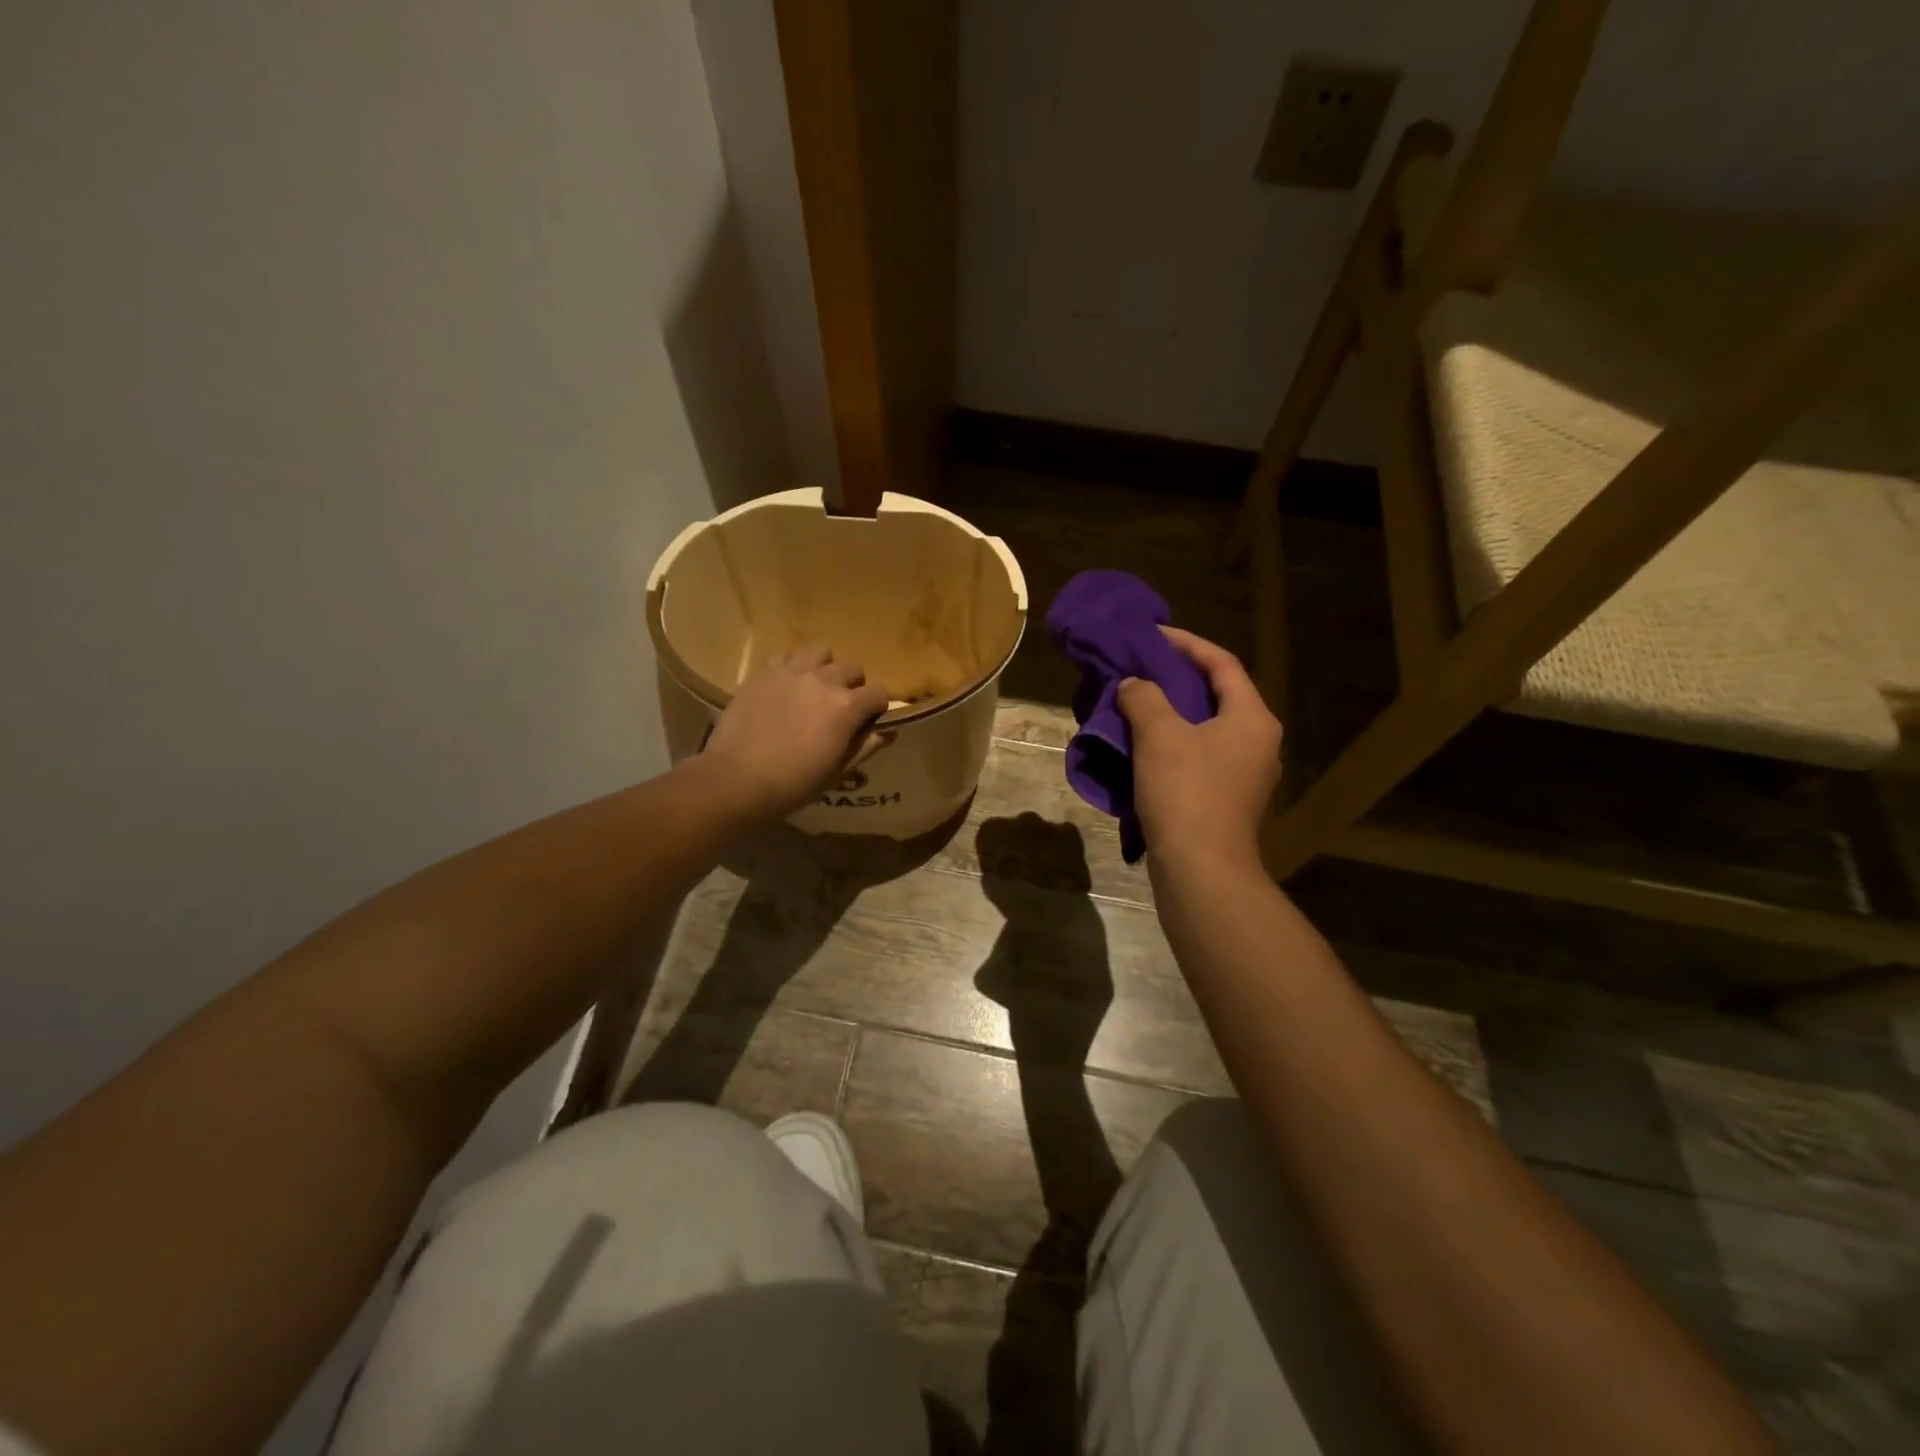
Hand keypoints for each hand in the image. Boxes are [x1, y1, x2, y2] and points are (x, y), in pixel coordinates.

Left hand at [702, 647, 890, 819]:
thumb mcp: (837, 772)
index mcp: (848, 706)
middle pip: (853, 670)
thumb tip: (888, 732)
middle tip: (838, 710)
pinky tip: (787, 687)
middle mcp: (825, 680)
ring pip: (822, 653)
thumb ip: (865, 747)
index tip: (866, 724)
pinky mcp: (765, 671)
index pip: (879, 694)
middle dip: (853, 687)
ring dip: (825, 669)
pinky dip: (794, 667)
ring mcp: (792, 671)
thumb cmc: (794, 784)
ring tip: (814, 690)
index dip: (876, 709)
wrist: (737, 779)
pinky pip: (788, 656)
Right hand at [1118, 627, 1281, 868]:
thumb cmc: (1186, 791)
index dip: (1186, 643)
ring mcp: (1245, 774)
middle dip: (1177, 678)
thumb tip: (1133, 685)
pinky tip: (1141, 746)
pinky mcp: (1227, 800)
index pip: (1222, 664)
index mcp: (1252, 718)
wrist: (1201, 869)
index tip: (1152, 634)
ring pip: (1206, 728)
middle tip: (1141, 667)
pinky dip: (1172, 743)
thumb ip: (1144, 697)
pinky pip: (1199, 756)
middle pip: (1217, 695)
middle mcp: (1258, 742)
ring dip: (1171, 713)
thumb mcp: (1159, 734)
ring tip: (1135, 703)